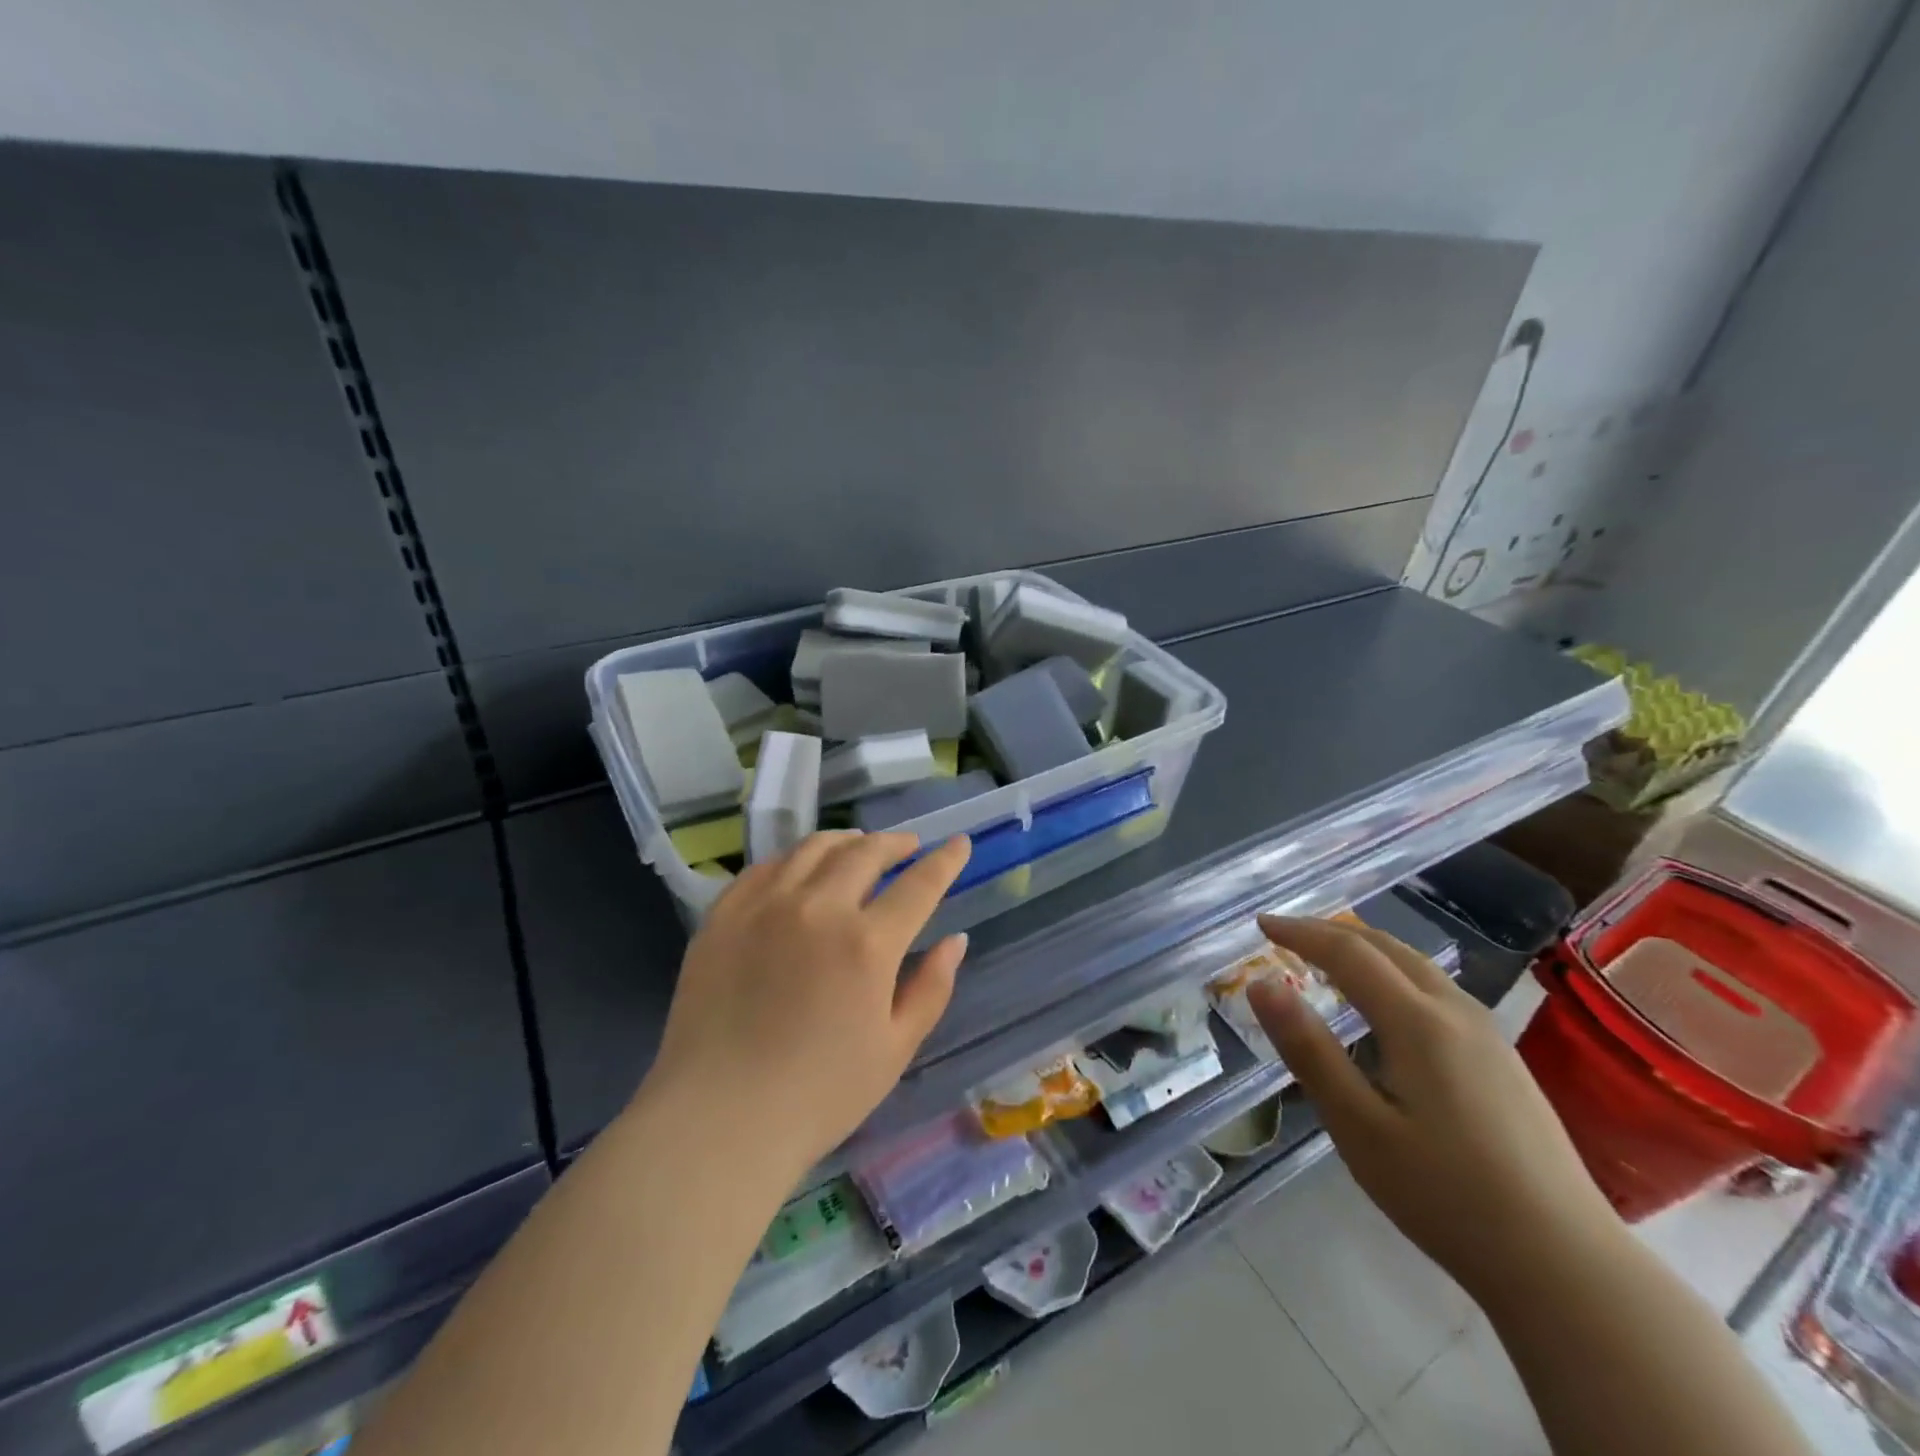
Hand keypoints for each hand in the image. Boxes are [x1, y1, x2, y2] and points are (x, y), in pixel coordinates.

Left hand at [647, 831, 971, 1170]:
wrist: (719, 1119)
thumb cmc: (819, 1095)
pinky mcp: (724, 915)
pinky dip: (794, 859)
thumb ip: (931, 988)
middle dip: (895, 843)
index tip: (959, 843)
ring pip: (813, 849)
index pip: (919, 884)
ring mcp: (765, 905)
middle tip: (909, 846)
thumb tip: (956, 940)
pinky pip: (765, 867)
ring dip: (846, 841)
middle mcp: (818, 908)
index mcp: (867, 943)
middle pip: (865, 853)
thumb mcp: (895, 1049)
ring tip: (859, 846)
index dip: (945, 861)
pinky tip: (801, 868)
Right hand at [1249, 916, 1620, 1300]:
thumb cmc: (1446, 1195)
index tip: (1262, 924)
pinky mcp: (1504, 1060)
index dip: (1301, 932)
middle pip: (1387, 947)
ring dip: (1365, 950)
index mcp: (1418, 1021)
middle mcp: (1456, 1012)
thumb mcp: (1358, 1126)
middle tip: (1286, 935)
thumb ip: (1308, 1049)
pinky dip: (1394, 974)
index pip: (1348, 952)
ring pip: (1417, 966)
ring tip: (1327, 959)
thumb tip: (1261, 984)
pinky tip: (1385, 1006)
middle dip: (1331, 932)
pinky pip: (1436, 990)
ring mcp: (1488, 1035)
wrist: (1568, 1266)